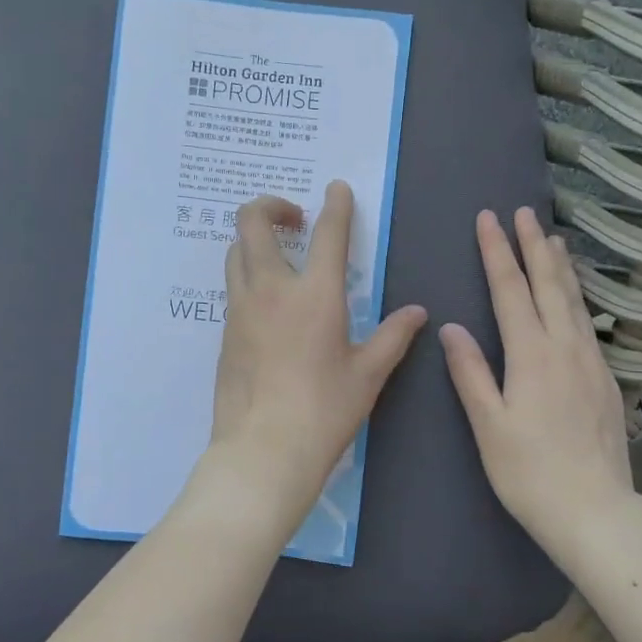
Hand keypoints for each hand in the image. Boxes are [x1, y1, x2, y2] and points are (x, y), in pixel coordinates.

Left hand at [204, 182, 426, 531]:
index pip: (327, 233)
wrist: (263, 452)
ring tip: (280, 255)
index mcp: (315, 294)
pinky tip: (268, 302)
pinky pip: (232, 287)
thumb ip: (393, 336)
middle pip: (252, 222)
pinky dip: (248, 275)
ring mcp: (240, 309)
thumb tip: (417, 312)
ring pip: (235, 252)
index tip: (337, 189)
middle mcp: (270, 290)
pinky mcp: (225, 333)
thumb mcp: (368, 374)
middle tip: (294, 218)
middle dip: (271, 205)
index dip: (336, 205)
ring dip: (255, 239)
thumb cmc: (324, 412)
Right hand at [441, 208, 634, 559]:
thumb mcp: (489, 425)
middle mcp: (565, 347)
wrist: (595, 510)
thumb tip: (451, 327)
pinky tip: (574, 297)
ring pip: (574, 300)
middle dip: (533, 246)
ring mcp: (590, 362)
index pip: (511, 290)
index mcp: (532, 354)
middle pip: (548, 284)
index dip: (498, 252)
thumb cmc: (530, 472)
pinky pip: (587, 322)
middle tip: (524, 212)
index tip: (489, 219)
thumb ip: (471, 373)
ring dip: (560, 266)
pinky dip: (576, 296)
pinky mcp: (604, 379)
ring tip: (553, 238)